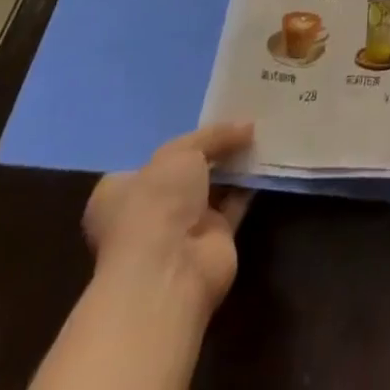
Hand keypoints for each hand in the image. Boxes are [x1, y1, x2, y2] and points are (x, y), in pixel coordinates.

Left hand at [83, 122, 254, 313]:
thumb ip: (214, 135)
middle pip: (185, 172)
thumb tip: (248, 126)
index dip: (176, 141)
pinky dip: (249, 183)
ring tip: (261, 129)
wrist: (169, 271)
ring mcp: (181, 228)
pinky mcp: (213, 240)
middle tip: (241, 118)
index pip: (148, 160)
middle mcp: (149, 211)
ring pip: (213, 187)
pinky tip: (267, 157)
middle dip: (211, 150)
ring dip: (233, 164)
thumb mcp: (181, 151)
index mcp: (121, 192)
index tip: (205, 119)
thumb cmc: (156, 204)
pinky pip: (235, 203)